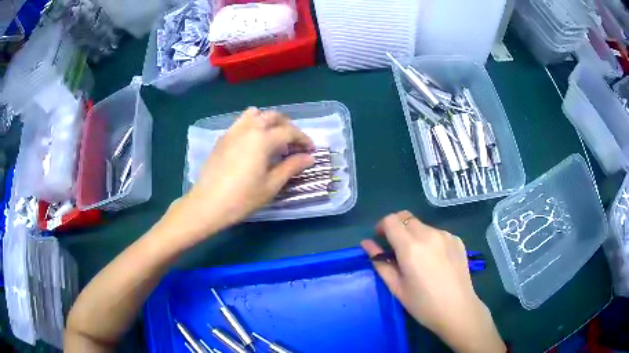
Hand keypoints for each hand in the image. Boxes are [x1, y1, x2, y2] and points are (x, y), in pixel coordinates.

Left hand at [173, 108, 314, 237]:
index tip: (310, 150)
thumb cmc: (243, 197)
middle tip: (294, 143)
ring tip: (273, 138)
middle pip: (273, 116)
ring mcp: (233, 131)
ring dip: (269, 121)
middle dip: (288, 126)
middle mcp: (248, 128)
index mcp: (263, 138)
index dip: (303, 139)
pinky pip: (241, 122)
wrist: (208, 203)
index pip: (289, 131)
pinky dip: (253, 125)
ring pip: (255, 114)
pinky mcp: (223, 138)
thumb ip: (291, 167)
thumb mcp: (271, 185)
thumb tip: (309, 157)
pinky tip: (253, 143)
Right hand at [361, 211, 504, 352]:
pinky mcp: (457, 240)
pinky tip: (435, 260)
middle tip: (396, 248)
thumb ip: (380, 262)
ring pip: (422, 225)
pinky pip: (437, 233)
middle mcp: (429, 234)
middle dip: (396, 227)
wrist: (458, 310)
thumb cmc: (423, 304)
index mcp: (411, 247)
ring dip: (414, 234)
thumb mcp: (396, 287)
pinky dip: (430, 240)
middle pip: (406, 217)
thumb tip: (366, 244)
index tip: (381, 240)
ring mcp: (446, 235)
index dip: (382, 227)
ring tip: (418, 258)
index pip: (391, 220)